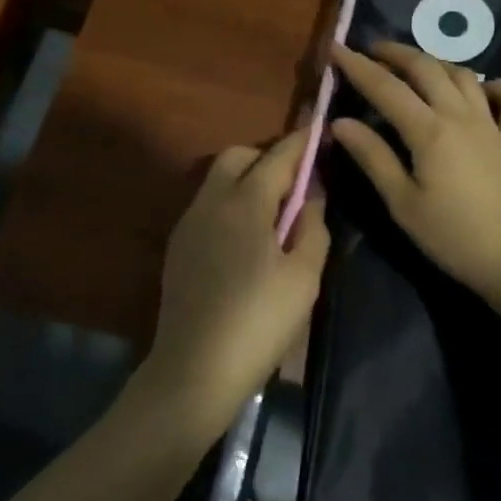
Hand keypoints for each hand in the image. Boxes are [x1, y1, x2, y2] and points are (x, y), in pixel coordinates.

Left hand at [137, 125, 329, 444]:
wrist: (194, 371)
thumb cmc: (259, 322)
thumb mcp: (304, 277)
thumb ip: (313, 227)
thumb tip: (311, 194)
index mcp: (245, 203)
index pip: (279, 156)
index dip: (303, 141)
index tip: (321, 129)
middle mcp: (211, 201)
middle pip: (239, 156)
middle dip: (269, 158)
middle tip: (296, 186)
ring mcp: (189, 223)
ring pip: (219, 179)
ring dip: (248, 180)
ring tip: (275, 215)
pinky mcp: (179, 246)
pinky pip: (208, 205)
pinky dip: (231, 203)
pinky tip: (247, 240)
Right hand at [329, 42, 500, 306]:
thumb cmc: (453, 237)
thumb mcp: (402, 203)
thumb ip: (372, 157)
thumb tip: (340, 122)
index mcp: (429, 130)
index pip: (385, 87)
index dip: (358, 66)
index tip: (336, 49)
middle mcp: (461, 115)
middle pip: (426, 68)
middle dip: (395, 53)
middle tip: (370, 50)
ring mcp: (492, 124)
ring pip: (464, 75)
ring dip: (436, 62)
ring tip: (414, 66)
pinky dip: (498, 86)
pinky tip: (484, 89)